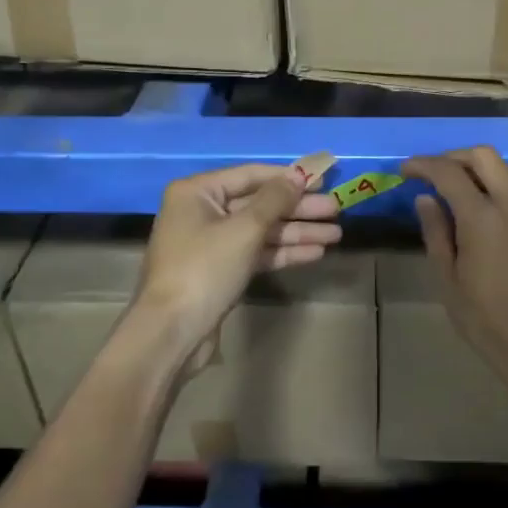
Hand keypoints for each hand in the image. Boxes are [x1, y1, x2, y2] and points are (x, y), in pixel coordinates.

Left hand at [134, 163, 341, 365]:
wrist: (171, 332)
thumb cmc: (204, 269)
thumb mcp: (243, 230)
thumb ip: (274, 200)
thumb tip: (298, 175)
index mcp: (197, 192)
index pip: (251, 175)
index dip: (289, 177)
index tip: (323, 179)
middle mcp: (202, 211)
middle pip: (259, 204)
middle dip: (298, 209)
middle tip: (336, 209)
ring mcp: (211, 243)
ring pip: (260, 231)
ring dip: (297, 232)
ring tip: (336, 234)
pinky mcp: (220, 270)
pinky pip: (256, 253)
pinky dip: (283, 252)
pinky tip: (315, 253)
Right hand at [402, 147, 507, 393]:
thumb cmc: (487, 321)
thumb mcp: (448, 280)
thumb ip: (436, 233)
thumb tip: (426, 199)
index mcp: (483, 217)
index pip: (449, 172)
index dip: (423, 165)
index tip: (405, 171)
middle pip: (483, 156)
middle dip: (453, 157)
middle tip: (430, 174)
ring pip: (505, 169)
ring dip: (476, 169)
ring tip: (452, 190)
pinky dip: (494, 186)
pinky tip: (479, 210)